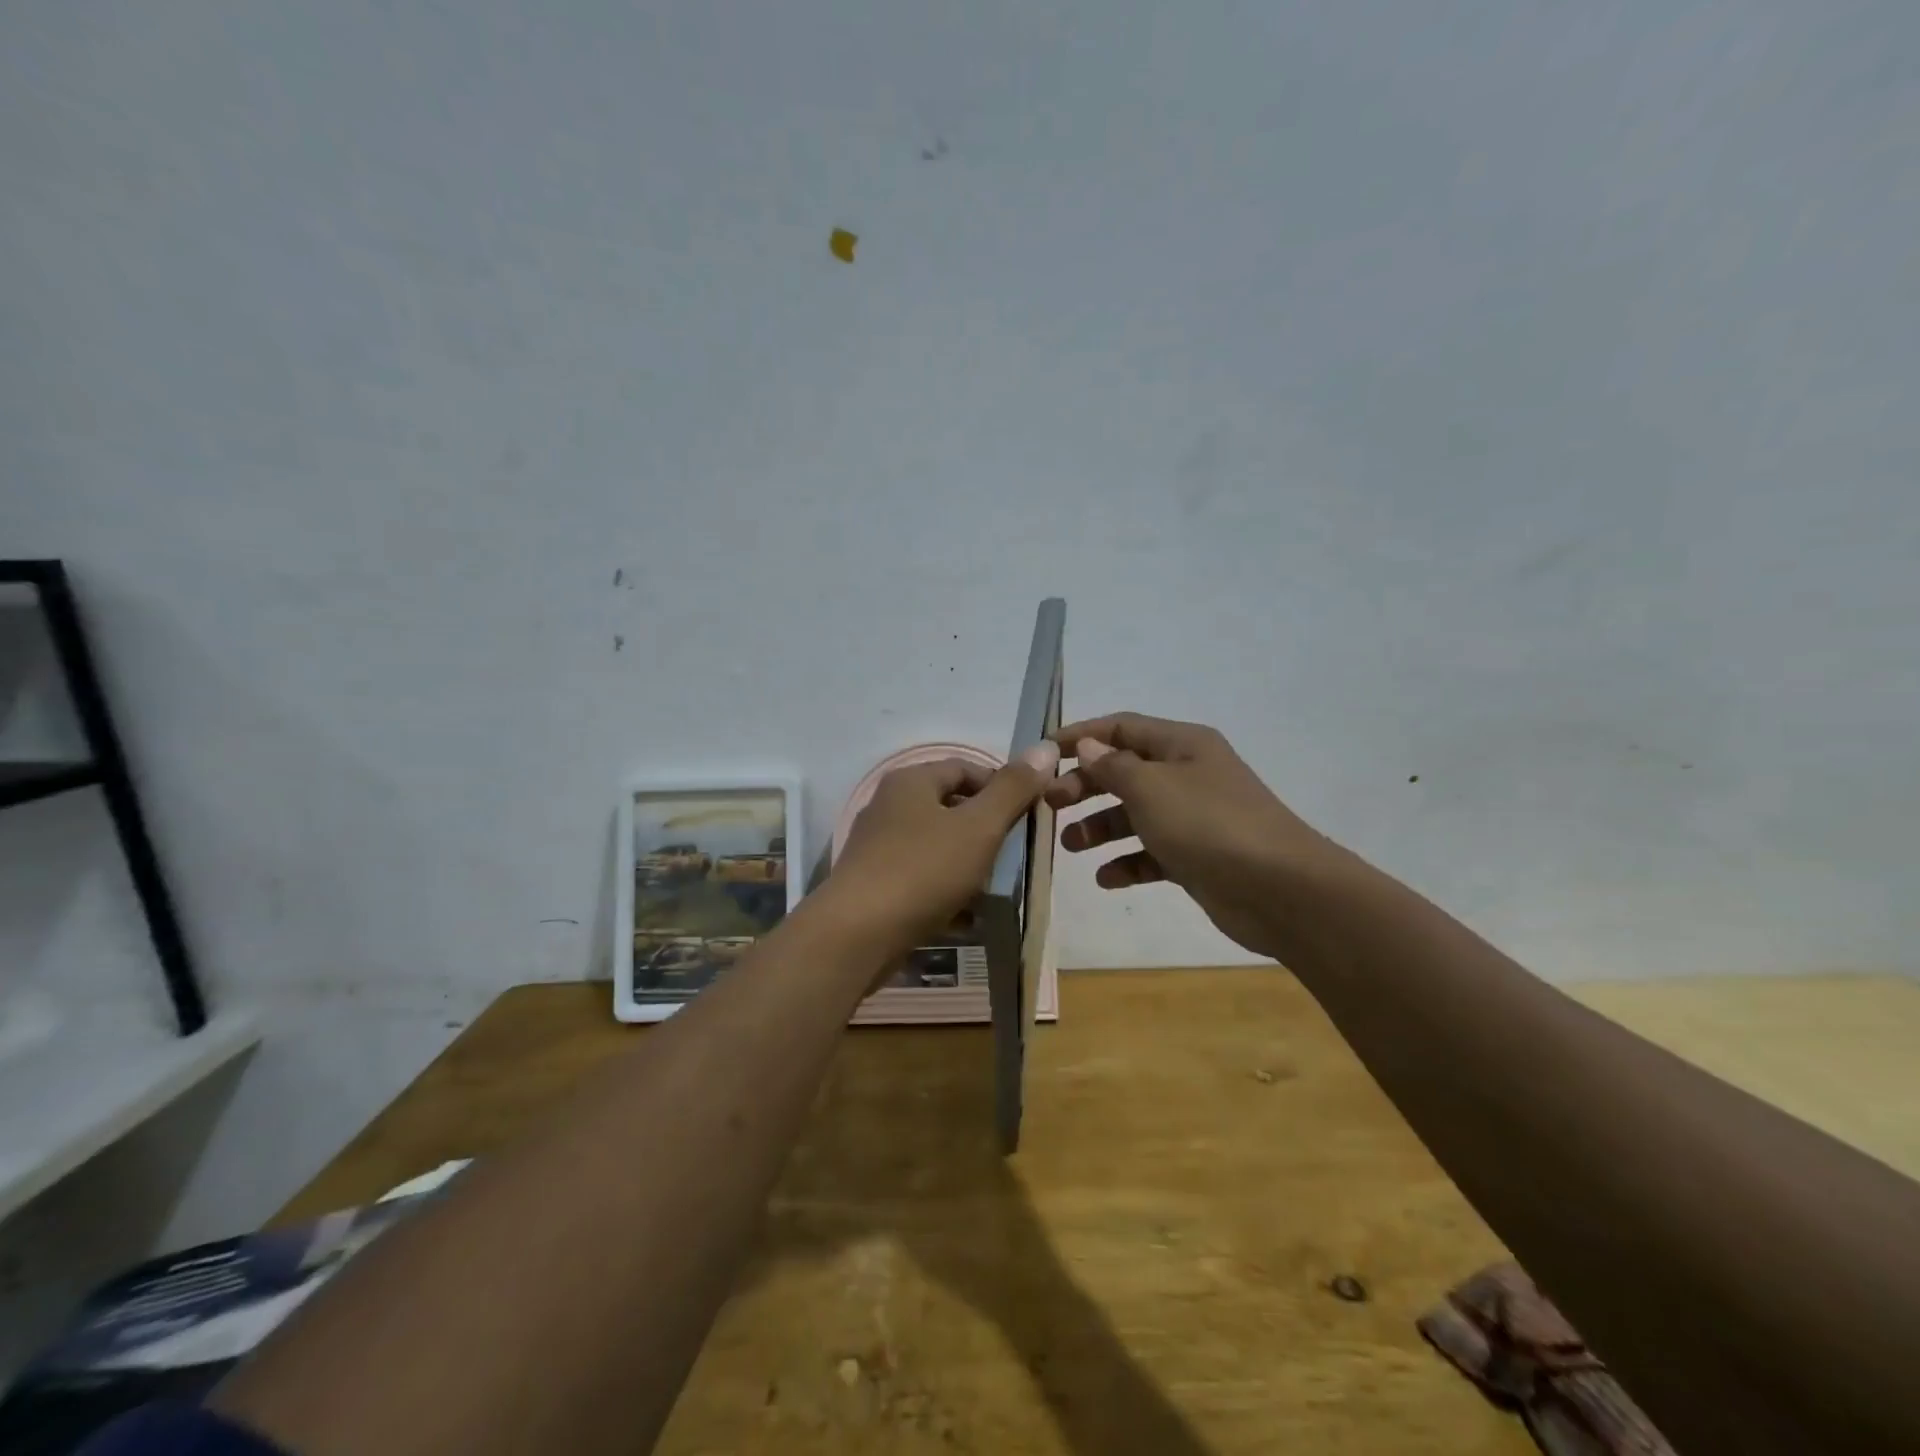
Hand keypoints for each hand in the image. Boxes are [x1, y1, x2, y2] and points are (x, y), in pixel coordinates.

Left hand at [830, 743, 1060, 953]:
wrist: (856, 935)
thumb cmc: (923, 871)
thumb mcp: (979, 827)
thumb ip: (1012, 789)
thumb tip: (1045, 748)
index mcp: (911, 781)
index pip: (966, 769)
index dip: (1002, 787)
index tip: (1028, 817)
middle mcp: (889, 806)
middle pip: (951, 808)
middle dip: (987, 830)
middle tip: (1015, 855)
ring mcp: (878, 846)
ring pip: (937, 845)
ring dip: (968, 863)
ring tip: (995, 887)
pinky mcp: (874, 883)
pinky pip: (921, 877)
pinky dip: (945, 889)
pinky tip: (965, 914)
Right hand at [1046, 713, 1333, 957]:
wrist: (1280, 890)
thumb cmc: (1208, 825)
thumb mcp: (1151, 788)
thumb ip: (1113, 765)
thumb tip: (1089, 746)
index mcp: (1182, 745)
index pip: (1121, 727)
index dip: (1081, 736)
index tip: (1043, 753)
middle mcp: (1187, 774)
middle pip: (1124, 771)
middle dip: (1085, 786)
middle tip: (1051, 805)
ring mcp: (1194, 817)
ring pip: (1135, 814)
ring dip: (1100, 827)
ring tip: (1070, 846)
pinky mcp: (1197, 856)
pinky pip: (1152, 852)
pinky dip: (1127, 862)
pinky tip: (1105, 878)